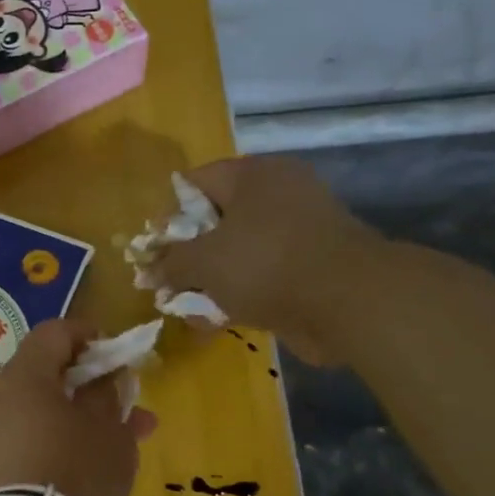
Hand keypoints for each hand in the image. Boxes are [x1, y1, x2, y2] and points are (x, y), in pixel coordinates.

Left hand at [0, 319, 154, 495]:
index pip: (54, 332)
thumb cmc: (74, 472)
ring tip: (132, 436)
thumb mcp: (107, 428)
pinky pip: (36, 438)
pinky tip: (101, 462)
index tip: (119, 355)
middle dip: (93, 382)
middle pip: (48, 372)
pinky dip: (67, 440)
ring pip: (46, 410)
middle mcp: (1, 398)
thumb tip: (104, 376)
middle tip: (130, 400)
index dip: (90, 335)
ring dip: (86, 415)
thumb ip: (108, 393)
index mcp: (24, 375)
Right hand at [153, 156, 381, 364]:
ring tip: (185, 307)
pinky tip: (214, 320)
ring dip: (210, 280)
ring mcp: (297, 232)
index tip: (153, 251)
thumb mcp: (204, 261)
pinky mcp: (309, 267)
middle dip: (187, 255)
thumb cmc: (266, 264)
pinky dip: (238, 294)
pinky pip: (261, 276)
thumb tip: (147, 272)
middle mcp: (277, 195)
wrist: (347, 302)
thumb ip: (170, 264)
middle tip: (166, 282)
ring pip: (238, 252)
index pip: (194, 183)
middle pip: (216, 220)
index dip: (167, 217)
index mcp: (253, 175)